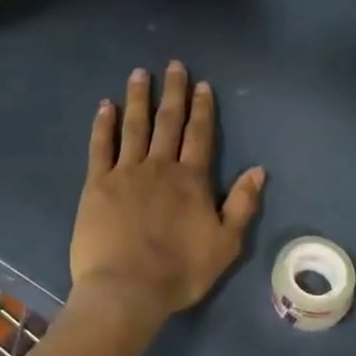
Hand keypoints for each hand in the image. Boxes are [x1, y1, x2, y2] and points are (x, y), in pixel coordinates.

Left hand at [70, 62, 264, 321]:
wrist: (126, 289)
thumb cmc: (180, 270)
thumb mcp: (226, 243)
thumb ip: (242, 204)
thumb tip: (258, 169)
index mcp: (192, 180)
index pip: (200, 135)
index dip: (202, 109)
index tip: (202, 85)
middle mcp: (160, 167)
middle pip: (168, 122)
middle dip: (173, 93)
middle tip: (174, 66)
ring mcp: (125, 173)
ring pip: (134, 127)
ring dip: (138, 99)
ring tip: (139, 74)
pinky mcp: (97, 185)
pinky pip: (100, 147)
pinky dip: (103, 125)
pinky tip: (105, 107)